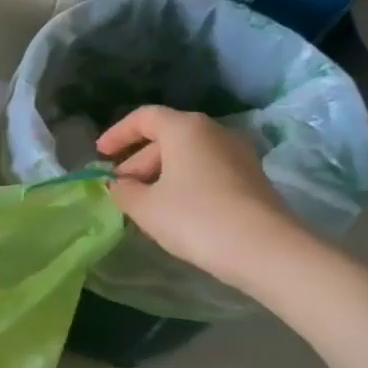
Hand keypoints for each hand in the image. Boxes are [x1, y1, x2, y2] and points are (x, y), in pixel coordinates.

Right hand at [97, 106, 300, 286]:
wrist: (267, 250)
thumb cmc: (195, 218)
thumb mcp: (146, 207)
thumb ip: (124, 191)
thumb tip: (119, 185)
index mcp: (185, 128)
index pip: (144, 117)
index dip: (118, 134)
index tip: (100, 154)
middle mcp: (214, 132)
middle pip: (167, 137)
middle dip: (138, 160)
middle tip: (120, 187)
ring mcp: (238, 154)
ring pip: (188, 155)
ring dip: (161, 173)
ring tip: (144, 202)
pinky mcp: (252, 178)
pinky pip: (207, 170)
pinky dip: (184, 182)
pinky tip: (175, 210)